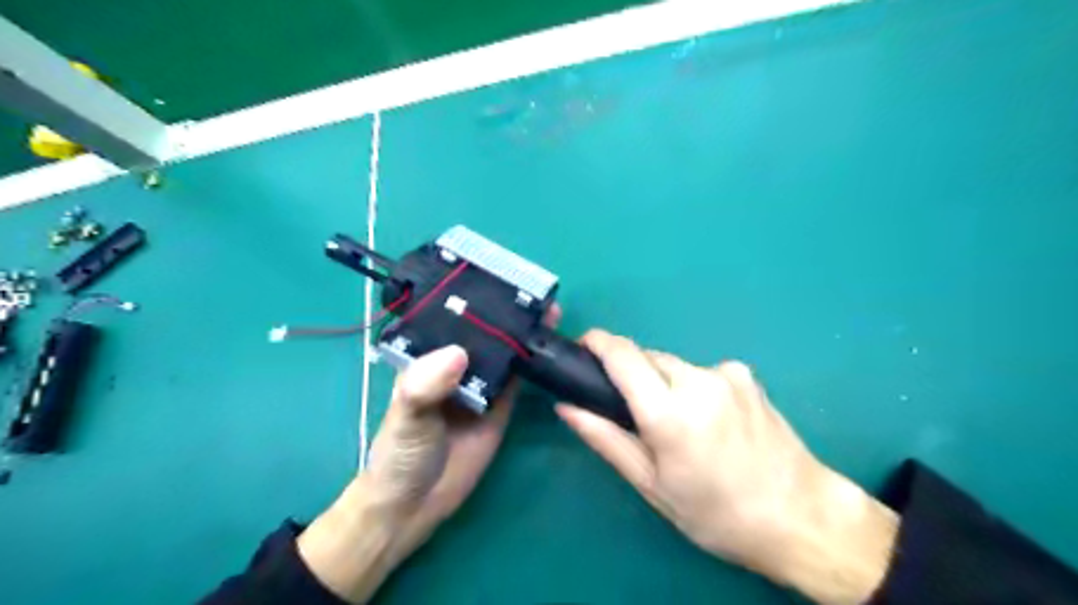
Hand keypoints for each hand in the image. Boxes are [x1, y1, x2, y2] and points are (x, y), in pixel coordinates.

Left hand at [299, 307, 560, 604]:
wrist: (417, 504)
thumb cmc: (400, 454)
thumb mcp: (406, 416)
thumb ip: (424, 386)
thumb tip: (457, 353)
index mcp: (428, 355)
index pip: (451, 318)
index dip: (471, 298)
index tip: (497, 278)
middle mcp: (456, 363)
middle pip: (484, 331)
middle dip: (507, 311)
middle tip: (534, 292)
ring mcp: (482, 383)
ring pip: (506, 350)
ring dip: (525, 331)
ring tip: (549, 310)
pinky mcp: (502, 404)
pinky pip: (520, 377)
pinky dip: (535, 361)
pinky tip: (551, 344)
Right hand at [561, 330, 898, 604]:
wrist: (801, 517)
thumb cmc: (717, 513)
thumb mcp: (652, 484)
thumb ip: (606, 438)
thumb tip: (566, 407)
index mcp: (670, 412)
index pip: (622, 355)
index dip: (597, 342)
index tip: (582, 346)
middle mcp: (698, 381)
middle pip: (647, 358)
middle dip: (631, 374)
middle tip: (634, 413)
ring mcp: (727, 374)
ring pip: (674, 364)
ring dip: (662, 382)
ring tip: (677, 424)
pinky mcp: (746, 375)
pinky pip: (701, 372)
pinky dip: (692, 387)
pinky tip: (709, 420)